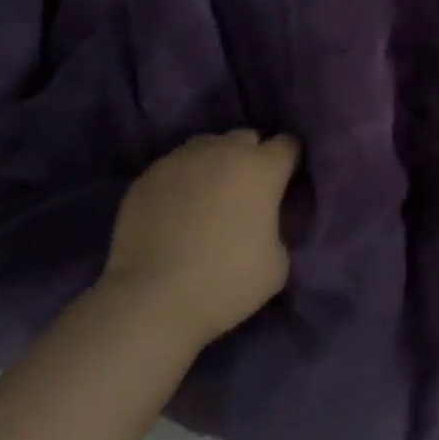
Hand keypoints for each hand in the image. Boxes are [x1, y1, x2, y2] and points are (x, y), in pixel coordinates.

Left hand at [101, 131, 300, 346]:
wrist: (153, 301)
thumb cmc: (226, 282)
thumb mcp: (277, 264)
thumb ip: (278, 228)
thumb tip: (264, 220)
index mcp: (262, 168)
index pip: (288, 144)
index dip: (290, 162)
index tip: (285, 184)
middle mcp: (223, 151)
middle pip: (246, 138)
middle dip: (251, 158)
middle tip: (246, 193)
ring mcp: (182, 159)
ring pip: (207, 146)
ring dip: (215, 163)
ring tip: (207, 197)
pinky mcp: (148, 175)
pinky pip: (174, 167)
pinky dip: (181, 181)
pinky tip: (174, 211)